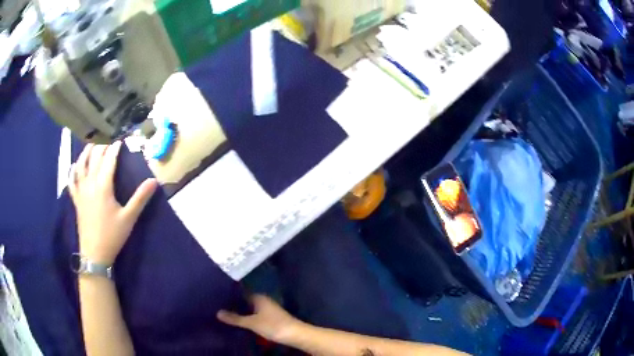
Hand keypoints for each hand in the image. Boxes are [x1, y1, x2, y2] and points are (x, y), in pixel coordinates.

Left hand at [70, 142, 157, 264]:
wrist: (94, 253)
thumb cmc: (112, 235)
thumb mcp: (129, 218)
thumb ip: (140, 198)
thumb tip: (154, 181)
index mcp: (103, 187)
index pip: (109, 161)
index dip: (114, 149)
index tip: (120, 141)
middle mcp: (90, 184)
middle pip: (94, 159)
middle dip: (102, 147)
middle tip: (108, 143)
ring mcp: (81, 191)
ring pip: (81, 165)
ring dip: (86, 153)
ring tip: (91, 145)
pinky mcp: (76, 199)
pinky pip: (72, 181)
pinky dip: (72, 171)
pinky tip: (74, 166)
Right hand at [217, 294, 302, 342]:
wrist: (295, 334)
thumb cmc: (273, 325)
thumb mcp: (252, 323)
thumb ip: (235, 318)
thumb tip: (217, 312)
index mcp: (258, 297)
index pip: (241, 292)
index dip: (230, 294)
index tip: (217, 295)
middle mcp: (263, 300)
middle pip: (246, 300)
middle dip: (235, 303)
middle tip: (218, 305)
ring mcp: (268, 308)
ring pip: (251, 307)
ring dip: (241, 310)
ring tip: (226, 313)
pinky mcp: (271, 317)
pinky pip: (255, 314)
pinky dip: (248, 316)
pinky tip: (241, 321)